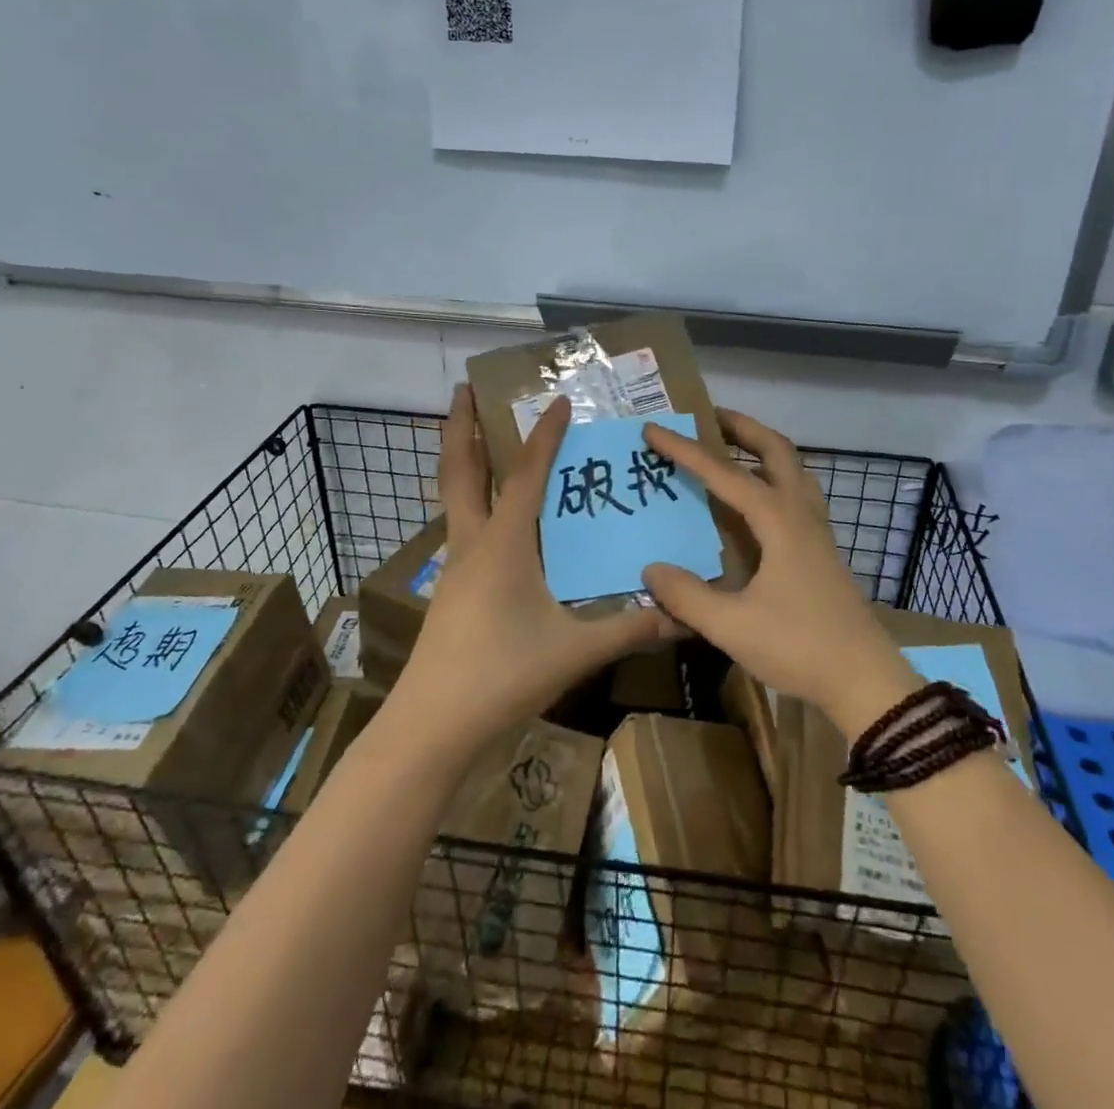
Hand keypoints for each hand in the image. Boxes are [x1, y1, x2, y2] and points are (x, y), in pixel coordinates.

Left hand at [391, 385, 672, 754]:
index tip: (557, 401)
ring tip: (477, 436)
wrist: (432, 725)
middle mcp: (473, 543)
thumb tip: (682, 615)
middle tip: (464, 388)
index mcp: (503, 544)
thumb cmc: (501, 675)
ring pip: (454, 497)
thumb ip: (629, 629)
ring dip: (463, 460)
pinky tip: (494, 516)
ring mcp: (456, 566)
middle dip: (460, 426)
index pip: (526, 474)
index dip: (544, 435)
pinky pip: (462, 526)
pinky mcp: (452, 590)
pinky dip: (473, 501)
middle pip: (459, 470)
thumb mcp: (574, 651)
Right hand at [640, 410, 919, 738]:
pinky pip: (797, 494)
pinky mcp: (822, 550)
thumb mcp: (732, 626)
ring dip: (762, 449)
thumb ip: (687, 596)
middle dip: (742, 427)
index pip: (725, 473)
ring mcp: (817, 531)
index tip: (654, 429)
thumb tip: (651, 570)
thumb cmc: (799, 647)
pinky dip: (773, 478)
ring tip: (731, 448)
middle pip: (776, 450)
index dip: (686, 450)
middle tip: (707, 416)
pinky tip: (756, 501)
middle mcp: (801, 514)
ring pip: (793, 469)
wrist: (865, 679)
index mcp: (778, 521)